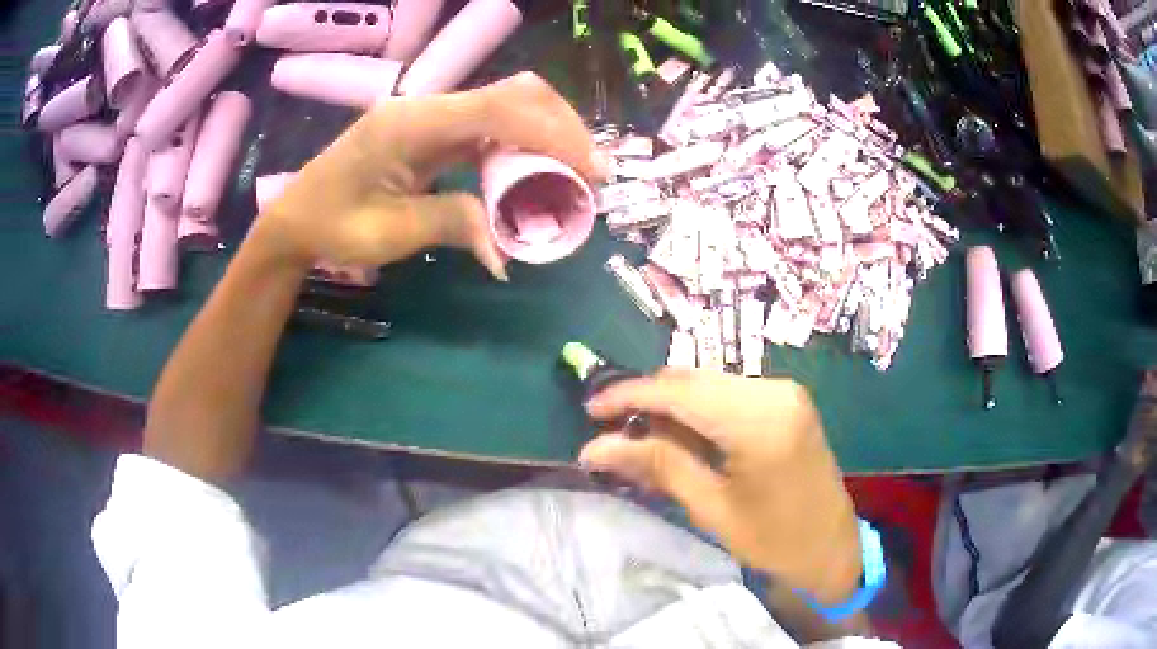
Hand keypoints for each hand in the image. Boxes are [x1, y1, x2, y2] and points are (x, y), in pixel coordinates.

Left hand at [255, 72, 608, 277]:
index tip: (592, 168)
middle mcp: (426, 108)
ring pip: (506, 107)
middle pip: (512, 95)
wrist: (294, 218)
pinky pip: (489, 129)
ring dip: (546, 136)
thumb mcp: (387, 234)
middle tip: (592, 172)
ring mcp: (430, 117)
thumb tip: (505, 250)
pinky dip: (520, 148)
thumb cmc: (329, 226)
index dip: (551, 133)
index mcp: (410, 124)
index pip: (497, 110)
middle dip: (560, 127)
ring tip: (573, 174)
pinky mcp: (432, 133)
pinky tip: (533, 174)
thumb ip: (450, 225)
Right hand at [580, 369, 862, 603]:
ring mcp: (783, 391)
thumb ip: (657, 466)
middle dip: (647, 399)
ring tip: (638, 434)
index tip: (589, 410)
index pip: (680, 392)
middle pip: (693, 379)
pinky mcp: (786, 400)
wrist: (832, 546)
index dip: (629, 396)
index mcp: (760, 419)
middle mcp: (774, 390)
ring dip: (671, 404)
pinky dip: (697, 409)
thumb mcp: (711, 508)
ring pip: (708, 383)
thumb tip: (594, 448)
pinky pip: (728, 393)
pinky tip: (679, 433)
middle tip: (610, 428)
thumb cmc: (774, 539)